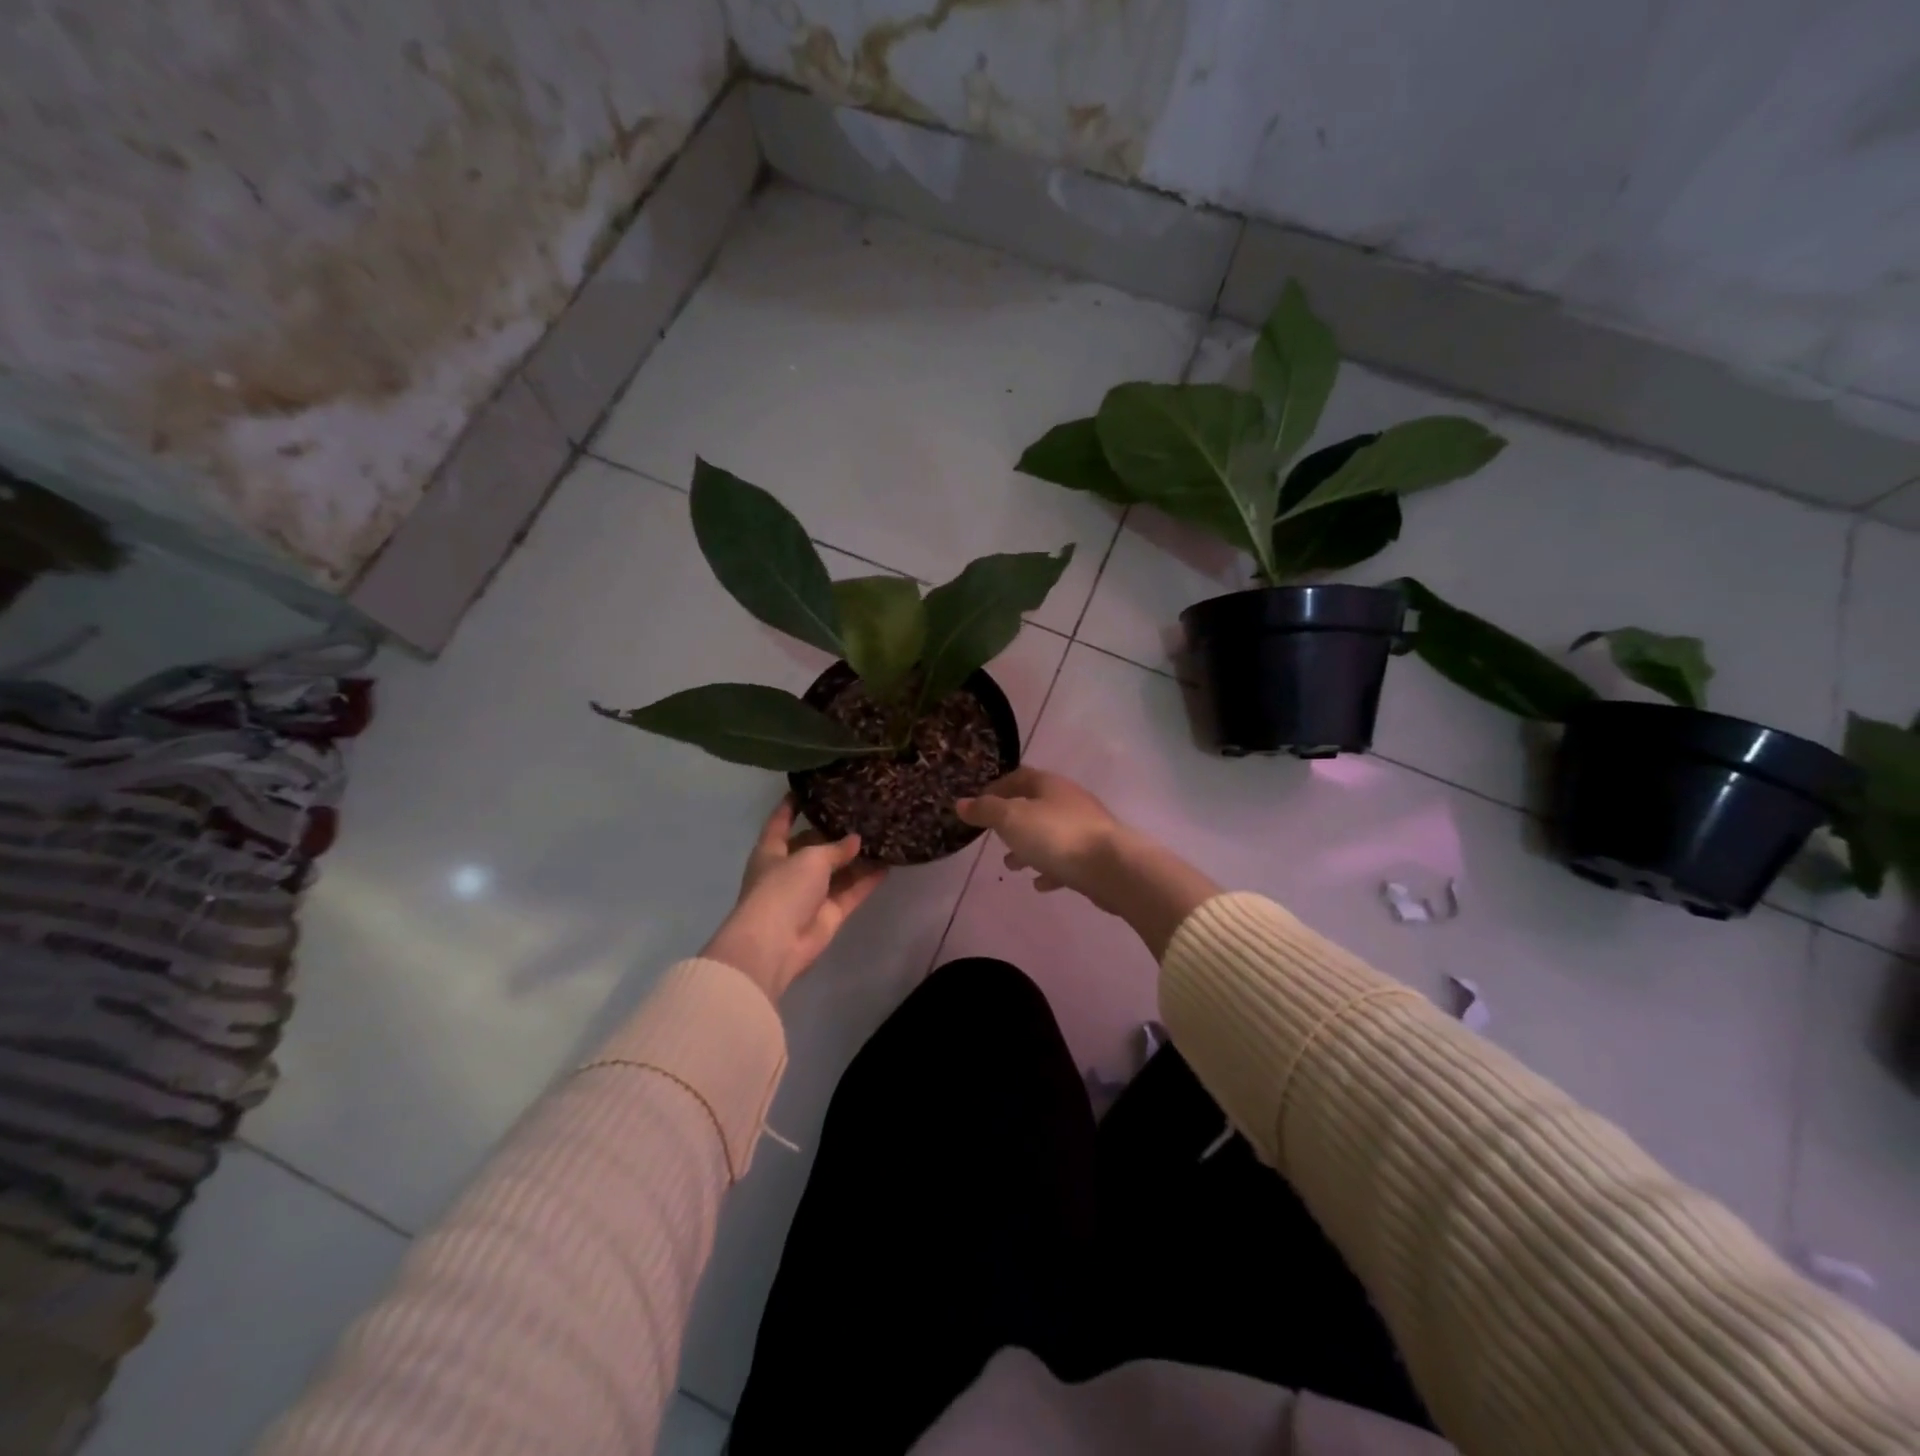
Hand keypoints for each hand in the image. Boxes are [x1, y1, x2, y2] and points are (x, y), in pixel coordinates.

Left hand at [702, 797, 887, 1001]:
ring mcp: (810, 894)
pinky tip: (888, 864)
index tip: (808, 788)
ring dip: (856, 858)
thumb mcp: (810, 858)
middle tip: (862, 813)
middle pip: (813, 846)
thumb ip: (835, 847)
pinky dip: (867, 880)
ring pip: (837, 871)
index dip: (791, 805)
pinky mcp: (829, 914)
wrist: (776, 944)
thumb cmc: (782, 889)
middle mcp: (790, 870)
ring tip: (882, 835)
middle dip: (834, 833)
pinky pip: (852, 891)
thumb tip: (855, 840)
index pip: (780, 822)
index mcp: (771, 852)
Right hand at [956, 767, 1218, 957]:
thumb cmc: (1056, 836)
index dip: (997, 788)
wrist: (1112, 867)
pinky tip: (1040, 884)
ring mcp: (1085, 828)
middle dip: (1012, 822)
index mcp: (1050, 785)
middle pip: (1035, 806)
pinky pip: (1066, 860)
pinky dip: (1050, 868)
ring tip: (1011, 865)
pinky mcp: (1095, 856)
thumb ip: (986, 810)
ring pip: (1050, 834)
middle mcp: (1069, 801)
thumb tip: (961, 803)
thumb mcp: (1012, 819)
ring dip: (1029, 848)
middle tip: (994, 837)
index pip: (1019, 777)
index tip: (979, 804)